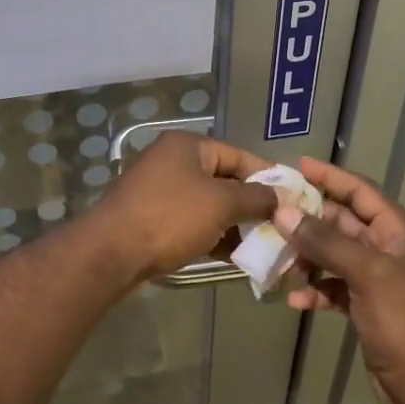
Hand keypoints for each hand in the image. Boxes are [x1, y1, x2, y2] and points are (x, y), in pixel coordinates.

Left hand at [87, 131, 278, 284]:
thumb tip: (280, 196)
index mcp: (188, 146)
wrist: (111, 252)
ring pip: (209, 205)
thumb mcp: (221, 203)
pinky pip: (192, 223)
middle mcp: (173, 162)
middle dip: (252, 205)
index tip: (293, 200)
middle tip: (279, 227)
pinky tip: (234, 257)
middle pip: (224, 180)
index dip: (268, 176)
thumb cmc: (170, 217)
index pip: (239, 155)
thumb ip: (255, 197)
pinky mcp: (152, 219)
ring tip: (262, 246)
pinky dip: (212, 236)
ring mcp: (160, 191)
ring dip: (234, 224)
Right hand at [277, 156, 404, 403]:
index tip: (298, 165)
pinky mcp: (367, 307)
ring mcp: (378, 280)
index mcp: (400, 233)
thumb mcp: (367, 274)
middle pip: (344, 223)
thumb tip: (283, 212)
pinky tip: (294, 299)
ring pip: (335, 255)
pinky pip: (334, 287)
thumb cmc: (404, 321)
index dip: (332, 176)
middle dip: (310, 219)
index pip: (362, 192)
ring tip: (276, 257)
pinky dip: (315, 290)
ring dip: (307, 256)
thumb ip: (325, 242)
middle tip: (272, 212)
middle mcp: (389, 250)